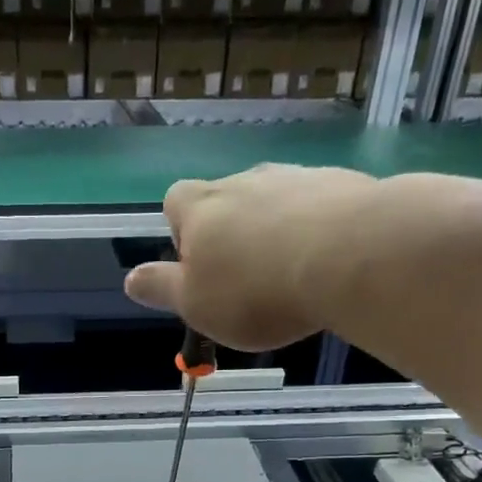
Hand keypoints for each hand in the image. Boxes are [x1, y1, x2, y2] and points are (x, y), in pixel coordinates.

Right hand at [124, 164, 387, 350]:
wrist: (350, 256)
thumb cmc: (255, 290)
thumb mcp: (195, 304)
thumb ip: (161, 289)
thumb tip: (131, 279)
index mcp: (199, 208)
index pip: (174, 203)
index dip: (181, 232)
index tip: (198, 267)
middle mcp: (243, 181)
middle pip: (226, 200)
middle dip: (231, 232)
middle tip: (246, 278)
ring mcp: (294, 177)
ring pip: (274, 202)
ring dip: (276, 230)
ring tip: (292, 273)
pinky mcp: (341, 184)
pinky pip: (317, 206)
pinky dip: (316, 229)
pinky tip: (329, 262)